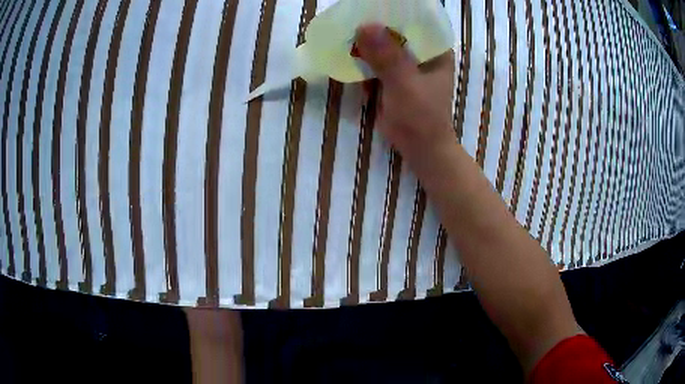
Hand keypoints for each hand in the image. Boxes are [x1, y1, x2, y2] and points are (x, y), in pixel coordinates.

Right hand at [355, 24, 455, 162]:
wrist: (420, 149)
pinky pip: (375, 61)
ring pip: (383, 46)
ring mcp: (406, 65)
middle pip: (396, 31)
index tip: (371, 5)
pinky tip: (347, 53)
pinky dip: (362, 59)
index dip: (394, 12)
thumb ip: (387, 57)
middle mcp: (422, 53)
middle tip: (351, 17)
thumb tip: (364, 26)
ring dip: (366, 42)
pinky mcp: (393, 77)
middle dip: (375, 27)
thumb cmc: (421, 117)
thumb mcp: (405, 85)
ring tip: (344, 31)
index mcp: (435, 50)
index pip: (416, 21)